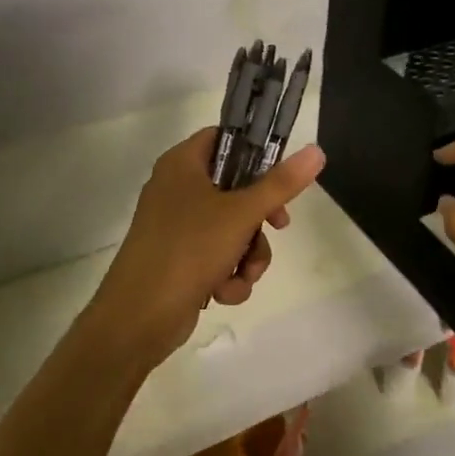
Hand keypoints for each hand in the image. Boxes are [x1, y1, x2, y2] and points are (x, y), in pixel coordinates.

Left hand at [86, 128, 325, 370]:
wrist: (138, 317)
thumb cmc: (188, 250)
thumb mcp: (241, 214)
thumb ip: (281, 184)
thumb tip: (316, 151)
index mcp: (182, 164)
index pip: (224, 138)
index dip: (255, 152)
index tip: (280, 175)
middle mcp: (177, 189)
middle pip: (235, 187)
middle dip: (259, 218)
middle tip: (278, 226)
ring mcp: (176, 226)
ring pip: (232, 228)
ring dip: (248, 255)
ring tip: (244, 274)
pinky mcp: (178, 259)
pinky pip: (217, 257)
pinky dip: (227, 275)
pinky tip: (223, 293)